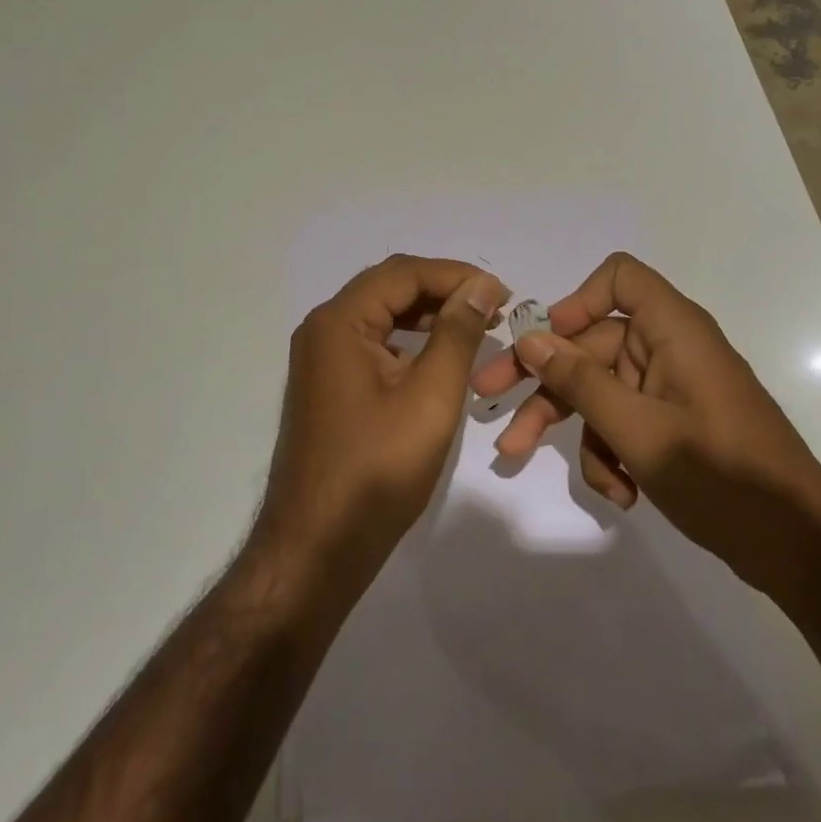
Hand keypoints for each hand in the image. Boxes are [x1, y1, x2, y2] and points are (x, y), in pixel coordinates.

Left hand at [256, 256, 509, 583]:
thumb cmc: (377, 472)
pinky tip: (438, 357)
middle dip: (443, 289)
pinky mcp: (327, 384)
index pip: (404, 273)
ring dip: (427, 313)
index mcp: (340, 322)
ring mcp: (320, 358)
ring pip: (381, 314)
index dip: (457, 275)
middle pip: (389, 286)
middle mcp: (323, 329)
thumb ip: (457, 333)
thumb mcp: (430, 397)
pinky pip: (372, 342)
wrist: (316, 548)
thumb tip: (482, 285)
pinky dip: (408, 340)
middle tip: (493, 307)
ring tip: (475, 325)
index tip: (504, 294)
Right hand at [470, 252, 820, 594]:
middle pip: (593, 345)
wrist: (800, 549)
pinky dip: (614, 454)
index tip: (545, 345)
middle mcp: (671, 349)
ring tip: (567, 476)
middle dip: (547, 383)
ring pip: (603, 391)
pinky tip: (622, 494)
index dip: (577, 302)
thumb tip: (530, 339)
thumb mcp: (640, 431)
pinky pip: (626, 422)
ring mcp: (673, 389)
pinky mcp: (676, 424)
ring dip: (582, 433)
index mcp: (673, 331)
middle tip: (490, 405)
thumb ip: (581, 382)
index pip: (620, 278)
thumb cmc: (723, 477)